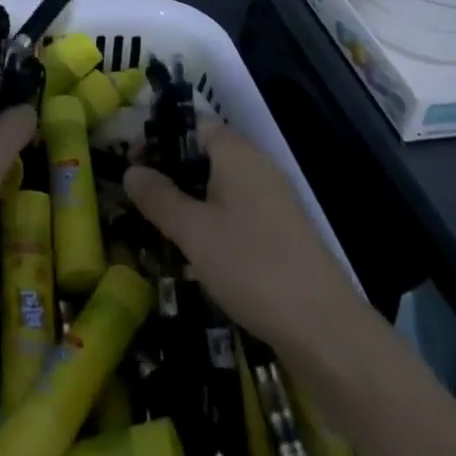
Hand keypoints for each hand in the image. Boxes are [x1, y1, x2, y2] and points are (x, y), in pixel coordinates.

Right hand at [123, 120, 363, 355]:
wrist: (324, 331)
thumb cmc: (250, 266)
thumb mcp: (192, 230)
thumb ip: (158, 197)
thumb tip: (131, 171)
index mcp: (236, 154)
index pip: (193, 124)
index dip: (159, 137)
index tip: (132, 163)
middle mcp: (257, 167)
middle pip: (205, 155)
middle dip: (171, 173)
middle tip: (140, 199)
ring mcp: (274, 201)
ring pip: (220, 187)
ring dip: (189, 202)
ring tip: (159, 229)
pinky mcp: (282, 234)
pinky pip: (237, 213)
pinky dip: (212, 224)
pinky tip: (196, 255)